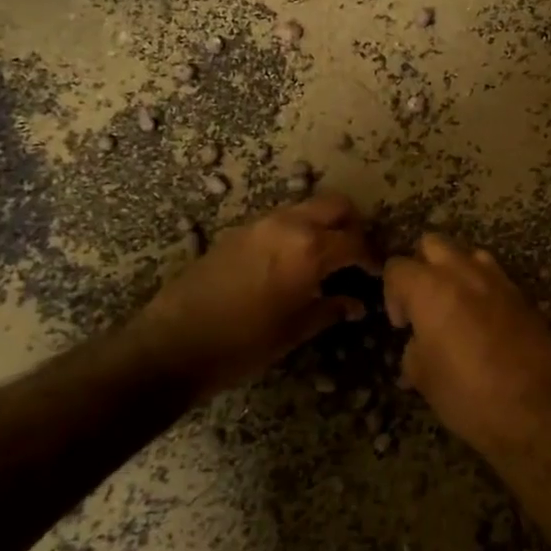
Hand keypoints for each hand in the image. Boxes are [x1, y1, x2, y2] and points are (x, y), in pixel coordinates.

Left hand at [126, 193, 378, 393]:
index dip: (372, 257)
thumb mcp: (294, 331)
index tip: (377, 273)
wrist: (173, 343)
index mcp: (309, 249)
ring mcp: (260, 224)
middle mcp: (288, 225)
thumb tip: (355, 304)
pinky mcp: (238, 232)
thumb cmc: (243, 344)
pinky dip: (296, 232)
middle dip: (351, 226)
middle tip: (354, 255)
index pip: (356, 242)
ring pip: (305, 209)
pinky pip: (280, 221)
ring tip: (325, 260)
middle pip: (335, 206)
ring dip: (322, 226)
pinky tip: (291, 263)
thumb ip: (330, 309)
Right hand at [383, 234, 550, 456]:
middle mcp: (463, 273)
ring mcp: (498, 281)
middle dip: (422, 267)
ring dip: (456, 271)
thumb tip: (415, 349)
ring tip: (456, 307)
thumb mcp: (425, 379)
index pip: (397, 267)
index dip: (392, 294)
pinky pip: (496, 277)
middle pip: (432, 244)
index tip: (402, 325)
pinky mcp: (524, 296)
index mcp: (430, 288)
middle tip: (424, 304)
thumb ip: (413, 353)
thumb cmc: (469, 395)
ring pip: (468, 254)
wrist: (538, 409)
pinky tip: (484, 322)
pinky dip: (483, 289)